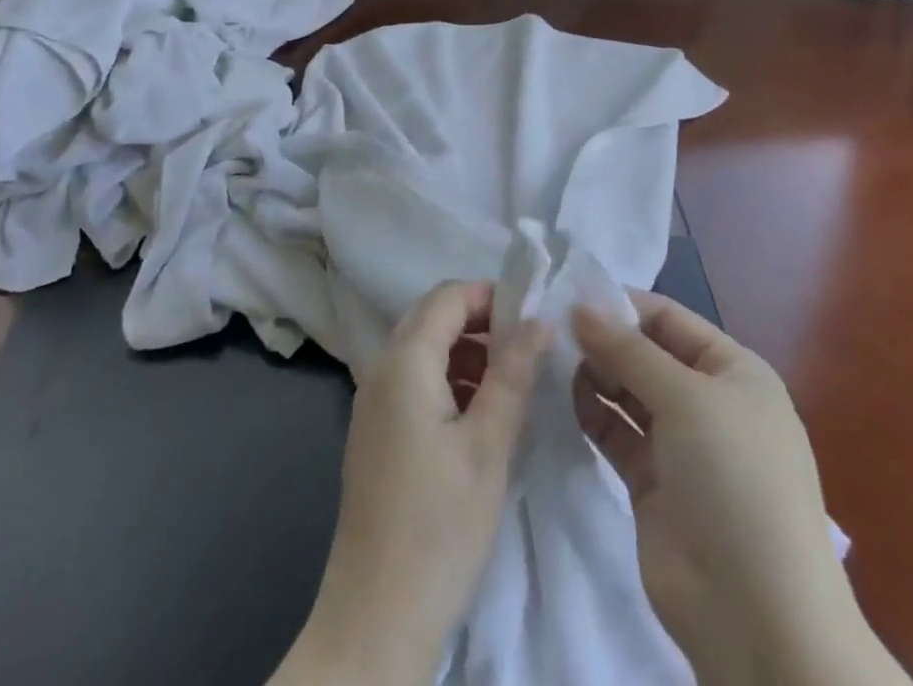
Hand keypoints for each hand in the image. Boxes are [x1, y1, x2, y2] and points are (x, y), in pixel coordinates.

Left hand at [272, 281, 547, 685]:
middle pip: (431, 318)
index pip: (447, 297)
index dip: (490, 295)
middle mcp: (380, 370)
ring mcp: (372, 403)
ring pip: (423, 350)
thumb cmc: (439, 524)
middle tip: (527, 346)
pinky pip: (413, 382)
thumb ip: (513, 373)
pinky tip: (479, 415)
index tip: (534, 313)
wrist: (376, 617)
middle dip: (480, 321)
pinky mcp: (375, 434)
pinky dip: (448, 379)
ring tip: (511, 381)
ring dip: (465, 351)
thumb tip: (540, 320)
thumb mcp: (489, 444)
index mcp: (404, 362)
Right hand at [572, 292, 909, 685]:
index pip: (670, 319)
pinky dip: (593, 414)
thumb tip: (579, 306)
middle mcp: (708, 401)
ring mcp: (681, 446)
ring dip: (594, 374)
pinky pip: (618, 434)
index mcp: (733, 371)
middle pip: (647, 354)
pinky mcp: (654, 484)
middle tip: (549, 329)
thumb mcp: (686, 398)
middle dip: (604, 340)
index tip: (568, 294)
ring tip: (549, 359)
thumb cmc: (733, 479)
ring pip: (629, 393)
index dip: (622, 305)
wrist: (756, 614)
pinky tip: (561, 397)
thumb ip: (628, 350)